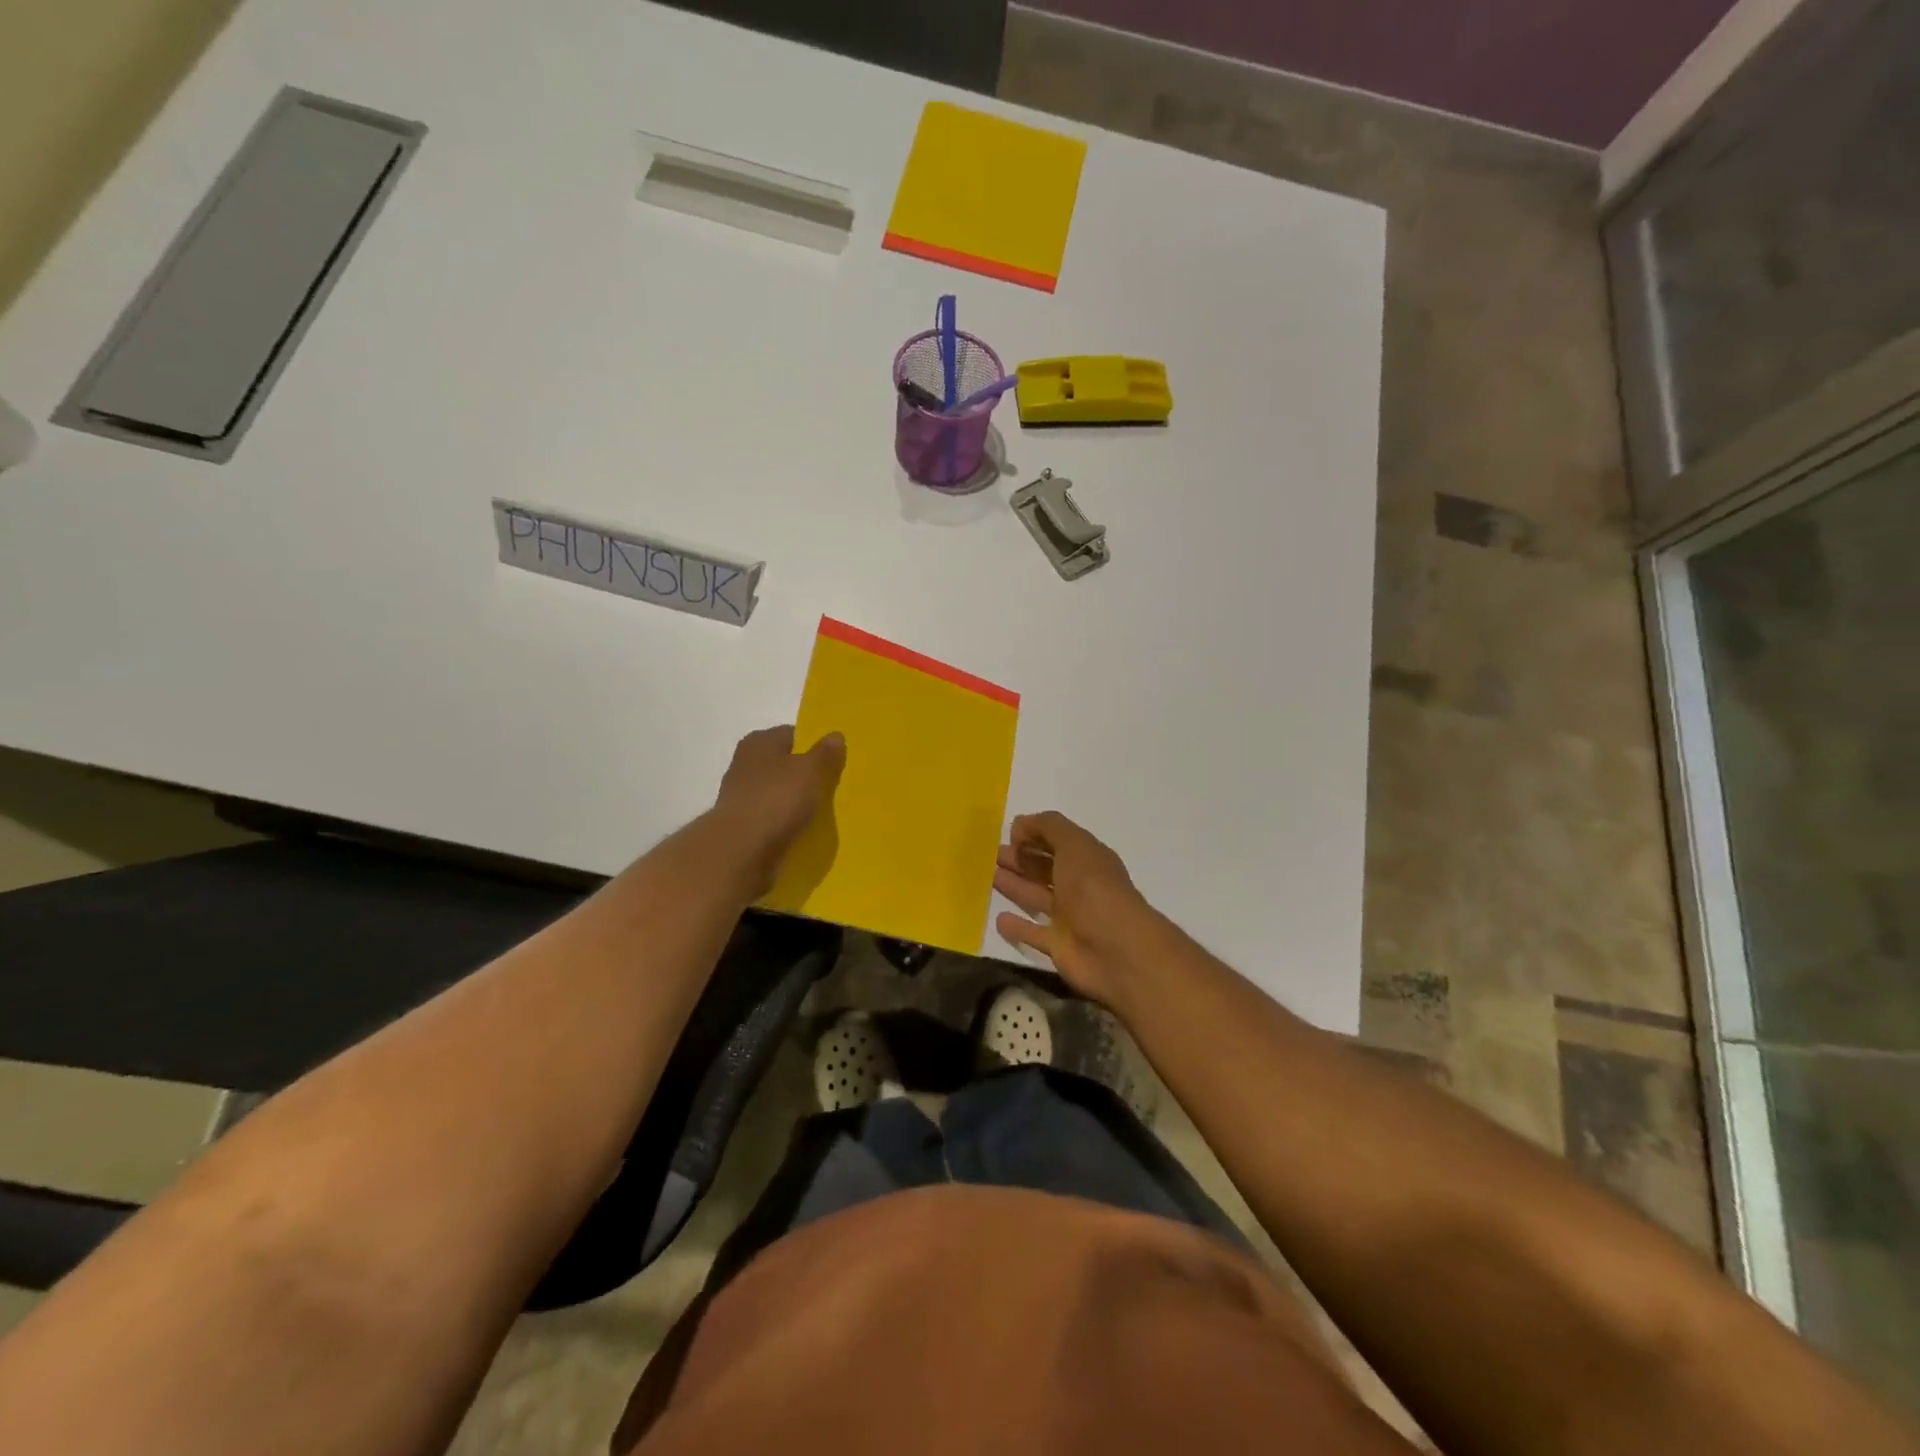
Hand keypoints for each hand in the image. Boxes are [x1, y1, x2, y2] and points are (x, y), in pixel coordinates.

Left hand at [711, 726, 845, 893]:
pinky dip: (788, 823)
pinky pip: (774, 819)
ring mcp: (743, 796)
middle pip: (785, 764)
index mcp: (759, 742)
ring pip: (780, 793)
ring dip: (798, 801)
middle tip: (835, 785)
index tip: (837, 759)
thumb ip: (825, 753)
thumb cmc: (776, 799)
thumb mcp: (810, 770)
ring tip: (825, 811)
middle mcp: (746, 764)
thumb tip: (835, 735)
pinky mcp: (744, 826)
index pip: (793, 734)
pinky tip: (806, 830)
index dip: (816, 744)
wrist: (741, 851)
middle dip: (807, 774)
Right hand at [994, 811, 1154, 1004]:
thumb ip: (1047, 827)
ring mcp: (1070, 917)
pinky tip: (998, 919)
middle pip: (1045, 868)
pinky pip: (1033, 932)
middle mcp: (1080, 886)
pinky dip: (1017, 927)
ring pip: (1036, 896)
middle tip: (991, 853)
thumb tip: (1021, 824)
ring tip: (989, 875)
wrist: (1115, 950)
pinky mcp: (1059, 946)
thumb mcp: (1074, 844)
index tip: (1008, 833)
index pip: (1059, 841)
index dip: (1035, 835)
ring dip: (1015, 885)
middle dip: (1020, 858)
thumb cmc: (1093, 888)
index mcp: (1088, 859)